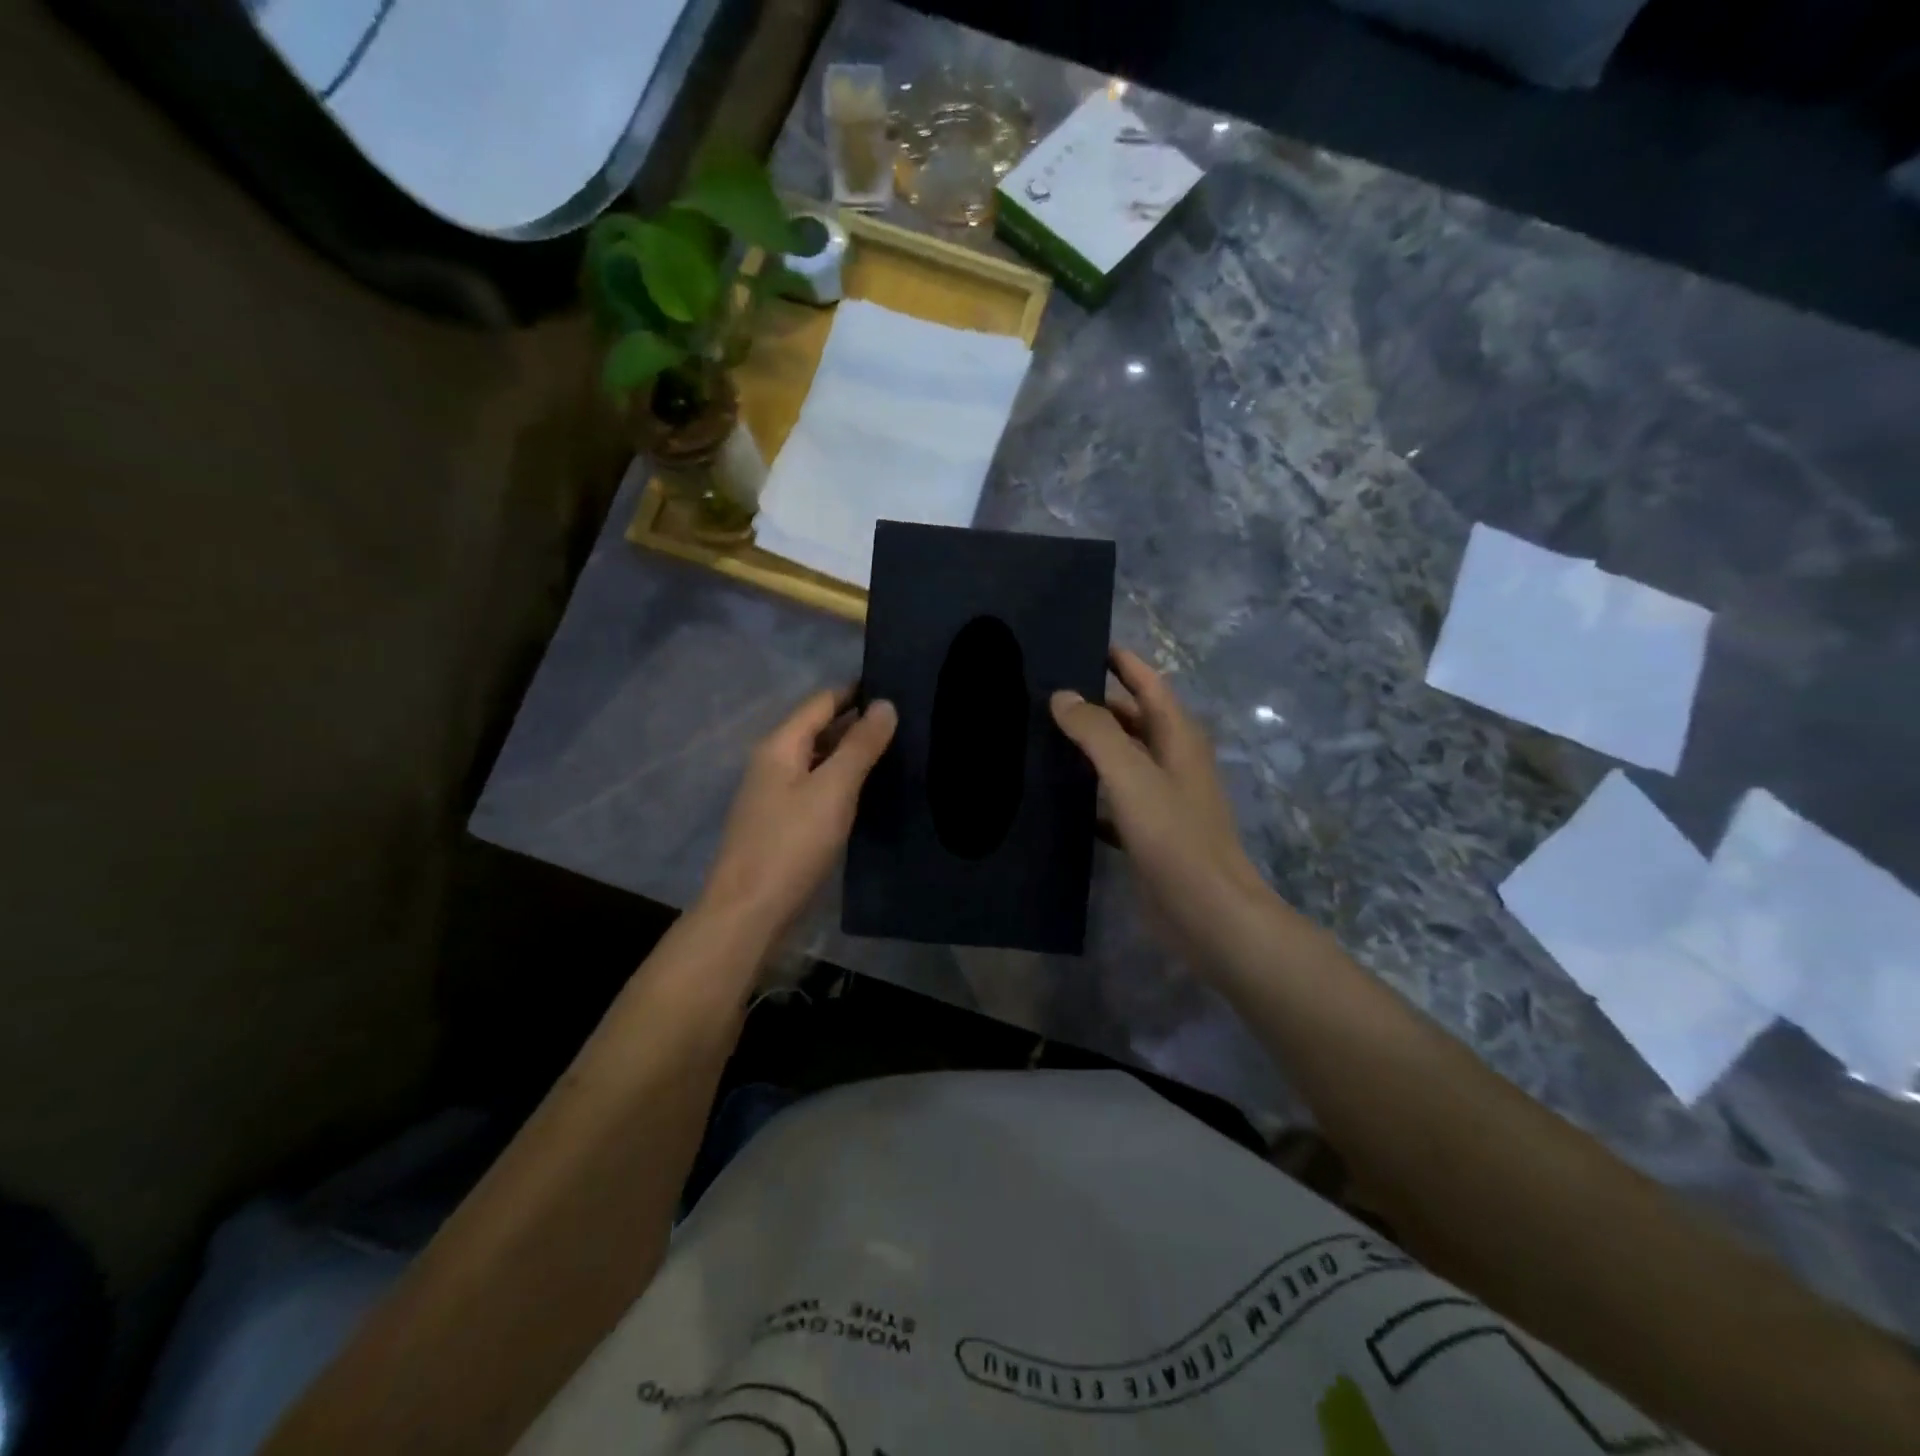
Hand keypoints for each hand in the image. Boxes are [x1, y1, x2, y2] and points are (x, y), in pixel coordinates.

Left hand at [698, 687, 896, 945]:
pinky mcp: (784, 823)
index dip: (857, 691)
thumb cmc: (792, 844)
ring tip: (900, 752)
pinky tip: (871, 791)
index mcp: (780, 745)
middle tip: (909, 722)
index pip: (822, 701)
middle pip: (820, 729)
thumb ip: (860, 745)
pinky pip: (818, 788)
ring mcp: (776, 794)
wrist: (749, 912)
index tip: (898, 687)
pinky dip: (844, 782)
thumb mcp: (833, 789)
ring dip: (853, 753)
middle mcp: (774, 762)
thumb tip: (885, 704)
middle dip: (859, 722)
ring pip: (820, 761)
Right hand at [1051, 650, 1267, 973]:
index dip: (1122, 662)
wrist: (1208, 913)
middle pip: (1133, 719)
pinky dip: (1090, 792)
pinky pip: (1113, 799)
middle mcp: (1173, 760)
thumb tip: (1062, 696)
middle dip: (1097, 703)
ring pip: (1121, 759)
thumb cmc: (1174, 836)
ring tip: (1042, 736)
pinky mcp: (1149, 832)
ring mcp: (1162, 798)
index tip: (1083, 645)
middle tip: (1046, 693)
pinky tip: (1058, 796)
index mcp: (1177, 736)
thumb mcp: (1132, 775)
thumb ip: (1097, 732)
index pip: (1148, 683)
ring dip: (1090, 747)